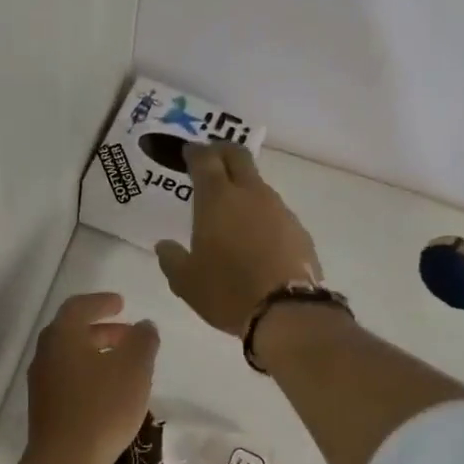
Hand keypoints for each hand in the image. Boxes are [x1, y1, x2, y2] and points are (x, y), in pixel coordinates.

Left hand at [26, 292, 159, 463]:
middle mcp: (46, 355)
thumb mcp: (134, 369)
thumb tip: (145, 326)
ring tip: (127, 365)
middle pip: (73, 333)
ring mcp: (42, 384)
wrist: (66, 462)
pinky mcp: (46, 410)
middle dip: (103, 331)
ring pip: (72, 359)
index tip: (121, 304)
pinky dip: (91, 377)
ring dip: (98, 355)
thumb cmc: (102, 407)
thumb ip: (142, 341)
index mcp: (62, 336)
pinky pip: (70, 382)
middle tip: (129, 335)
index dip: (101, 302)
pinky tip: (113, 394)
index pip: (79, 307)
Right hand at [155, 144, 320, 335]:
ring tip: (231, 208)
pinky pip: (275, 212)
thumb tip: (164, 246)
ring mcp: (279, 209)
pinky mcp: (298, 229)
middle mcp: (250, 194)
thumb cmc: (227, 291)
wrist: (286, 310)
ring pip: (258, 185)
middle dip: (222, 152)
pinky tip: (256, 237)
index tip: (189, 152)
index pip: (205, 159)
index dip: (195, 152)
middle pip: (238, 157)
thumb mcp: (186, 282)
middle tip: (211, 159)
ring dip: (243, 187)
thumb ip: (171, 259)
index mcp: (217, 199)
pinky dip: (261, 215)